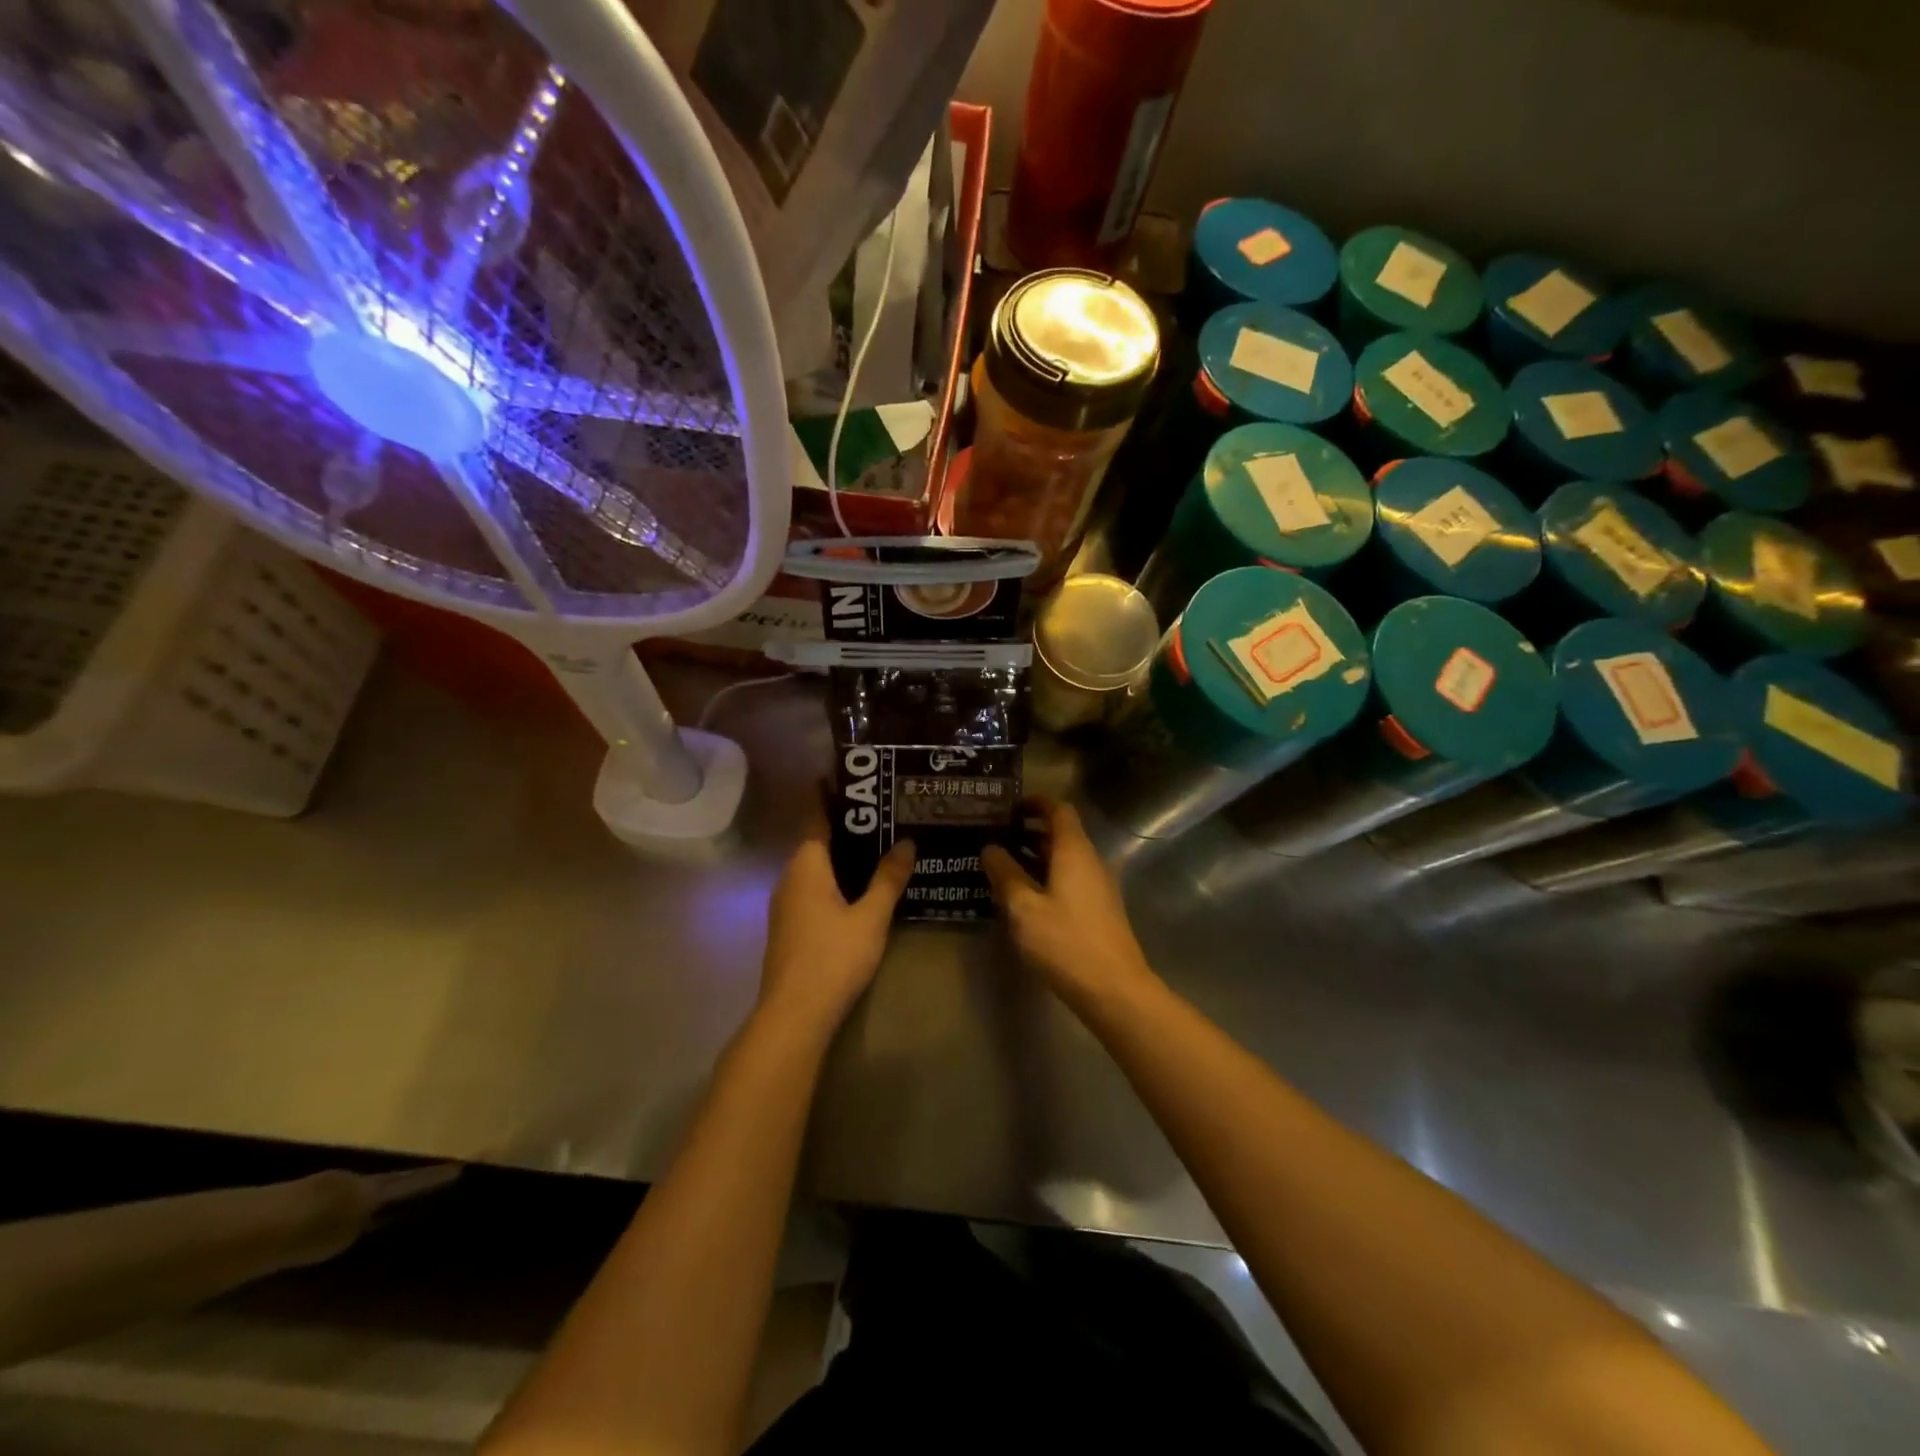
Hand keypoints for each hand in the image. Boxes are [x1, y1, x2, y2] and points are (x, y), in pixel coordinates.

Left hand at [758, 801, 914, 1036]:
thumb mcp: (871, 916)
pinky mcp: (789, 925)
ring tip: (878, 844)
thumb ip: (888, 878)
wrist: (794, 1014)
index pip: (816, 816)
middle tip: (882, 812)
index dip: (831, 796)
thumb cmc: (833, 957)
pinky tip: (858, 886)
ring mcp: (785, 903)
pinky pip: (812, 887)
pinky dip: (834, 877)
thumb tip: (907, 842)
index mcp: (806, 865)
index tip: (853, 778)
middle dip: (845, 826)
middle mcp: (789, 877)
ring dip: (840, 854)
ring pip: (814, 867)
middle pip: (816, 841)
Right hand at [982, 799, 1155, 1010]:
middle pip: (1061, 834)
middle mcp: (1090, 861)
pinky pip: (1070, 880)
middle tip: (995, 837)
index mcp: (1074, 851)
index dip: (1035, 803)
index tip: (1007, 807)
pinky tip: (1024, 898)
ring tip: (1002, 866)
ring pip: (1065, 859)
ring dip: (1036, 857)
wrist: (1114, 989)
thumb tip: (990, 848)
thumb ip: (1005, 874)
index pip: (1058, 810)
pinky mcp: (1098, 910)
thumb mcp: (1024, 908)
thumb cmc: (1065, 942)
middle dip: (1029, 831)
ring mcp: (1098, 887)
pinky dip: (1046, 877)